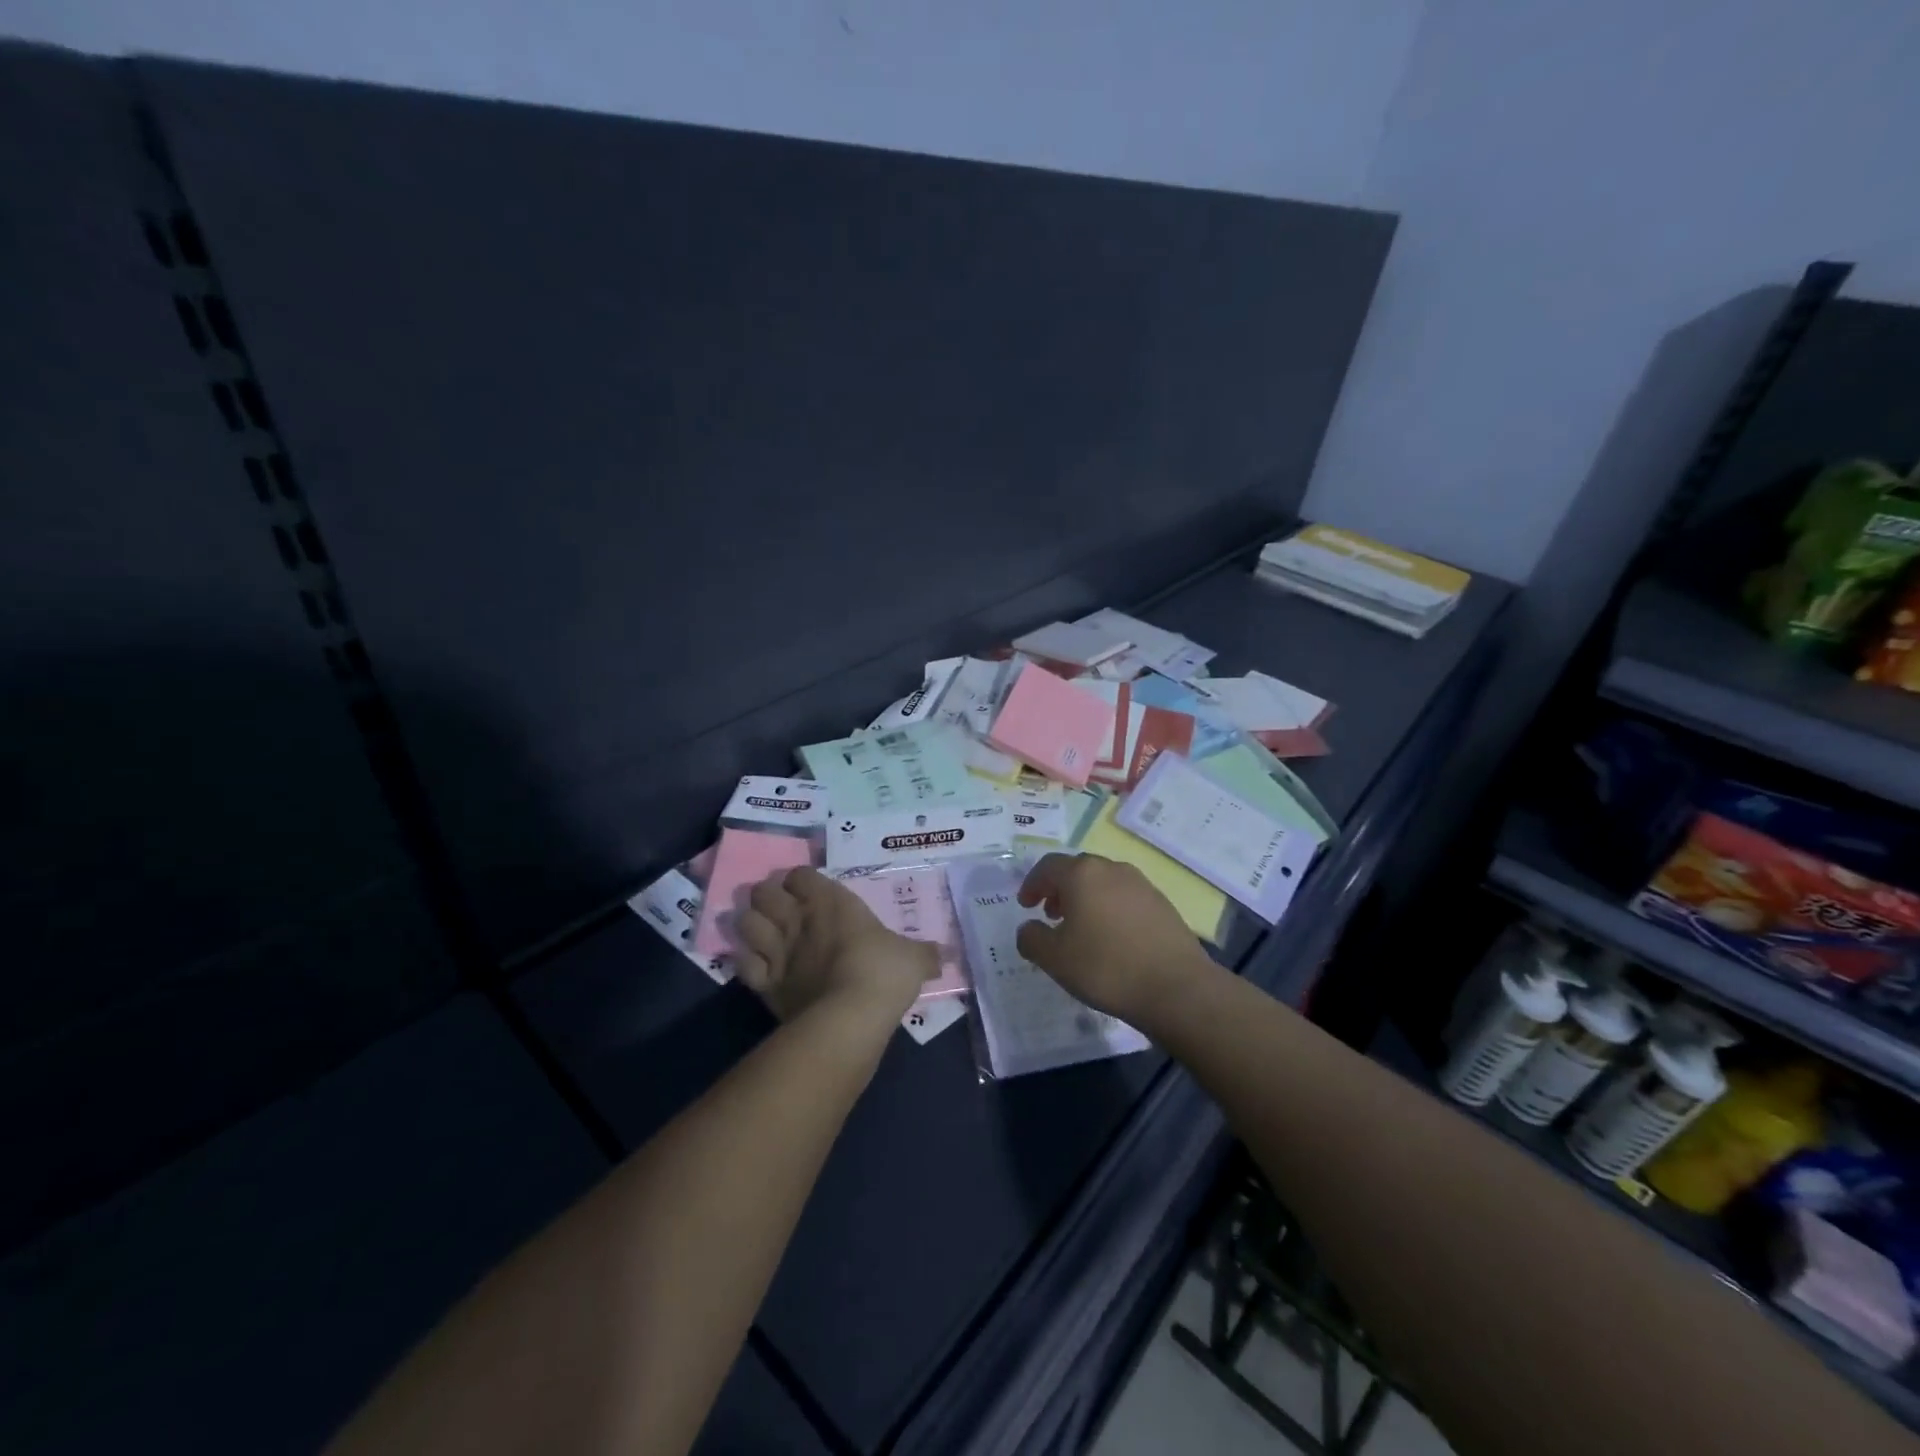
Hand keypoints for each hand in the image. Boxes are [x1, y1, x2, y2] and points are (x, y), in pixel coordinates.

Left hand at [734, 867, 935, 1026]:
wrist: (849, 1018)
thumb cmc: (883, 973)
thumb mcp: (914, 960)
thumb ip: (926, 953)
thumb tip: (946, 954)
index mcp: (832, 902)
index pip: (801, 874)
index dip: (801, 880)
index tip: (810, 889)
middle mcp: (799, 920)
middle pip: (764, 892)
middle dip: (768, 895)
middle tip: (781, 907)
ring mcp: (777, 952)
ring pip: (746, 922)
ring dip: (751, 923)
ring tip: (763, 930)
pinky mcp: (765, 985)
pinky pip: (743, 964)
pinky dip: (746, 961)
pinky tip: (755, 964)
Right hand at [1015, 852, 1216, 1029]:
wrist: (1176, 987)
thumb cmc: (1106, 967)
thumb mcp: (1054, 959)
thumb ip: (1032, 939)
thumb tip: (1029, 928)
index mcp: (1082, 874)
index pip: (1048, 866)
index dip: (1032, 884)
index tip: (1026, 905)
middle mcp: (1112, 869)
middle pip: (1077, 870)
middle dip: (1059, 889)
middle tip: (1051, 915)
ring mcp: (1141, 884)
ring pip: (1103, 883)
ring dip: (1086, 899)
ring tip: (1081, 929)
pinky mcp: (1162, 903)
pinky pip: (1125, 898)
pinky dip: (1109, 909)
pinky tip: (1112, 938)